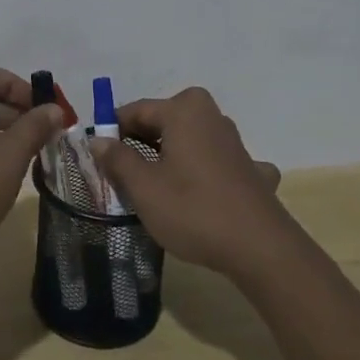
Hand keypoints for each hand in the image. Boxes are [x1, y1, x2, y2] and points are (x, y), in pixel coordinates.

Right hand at [93, 87, 287, 276]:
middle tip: (122, 174)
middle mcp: (211, 116)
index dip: (112, 132)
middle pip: (163, 122)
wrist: (260, 248)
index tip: (98, 157)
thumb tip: (98, 141)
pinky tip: (203, 194)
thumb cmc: (193, 210)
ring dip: (171, 156)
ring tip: (155, 188)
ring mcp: (235, 142)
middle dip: (141, 143)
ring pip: (190, 140)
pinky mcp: (252, 169)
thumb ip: (117, 159)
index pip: (135, 110)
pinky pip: (215, 163)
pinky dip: (204, 173)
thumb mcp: (144, 187)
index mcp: (183, 111)